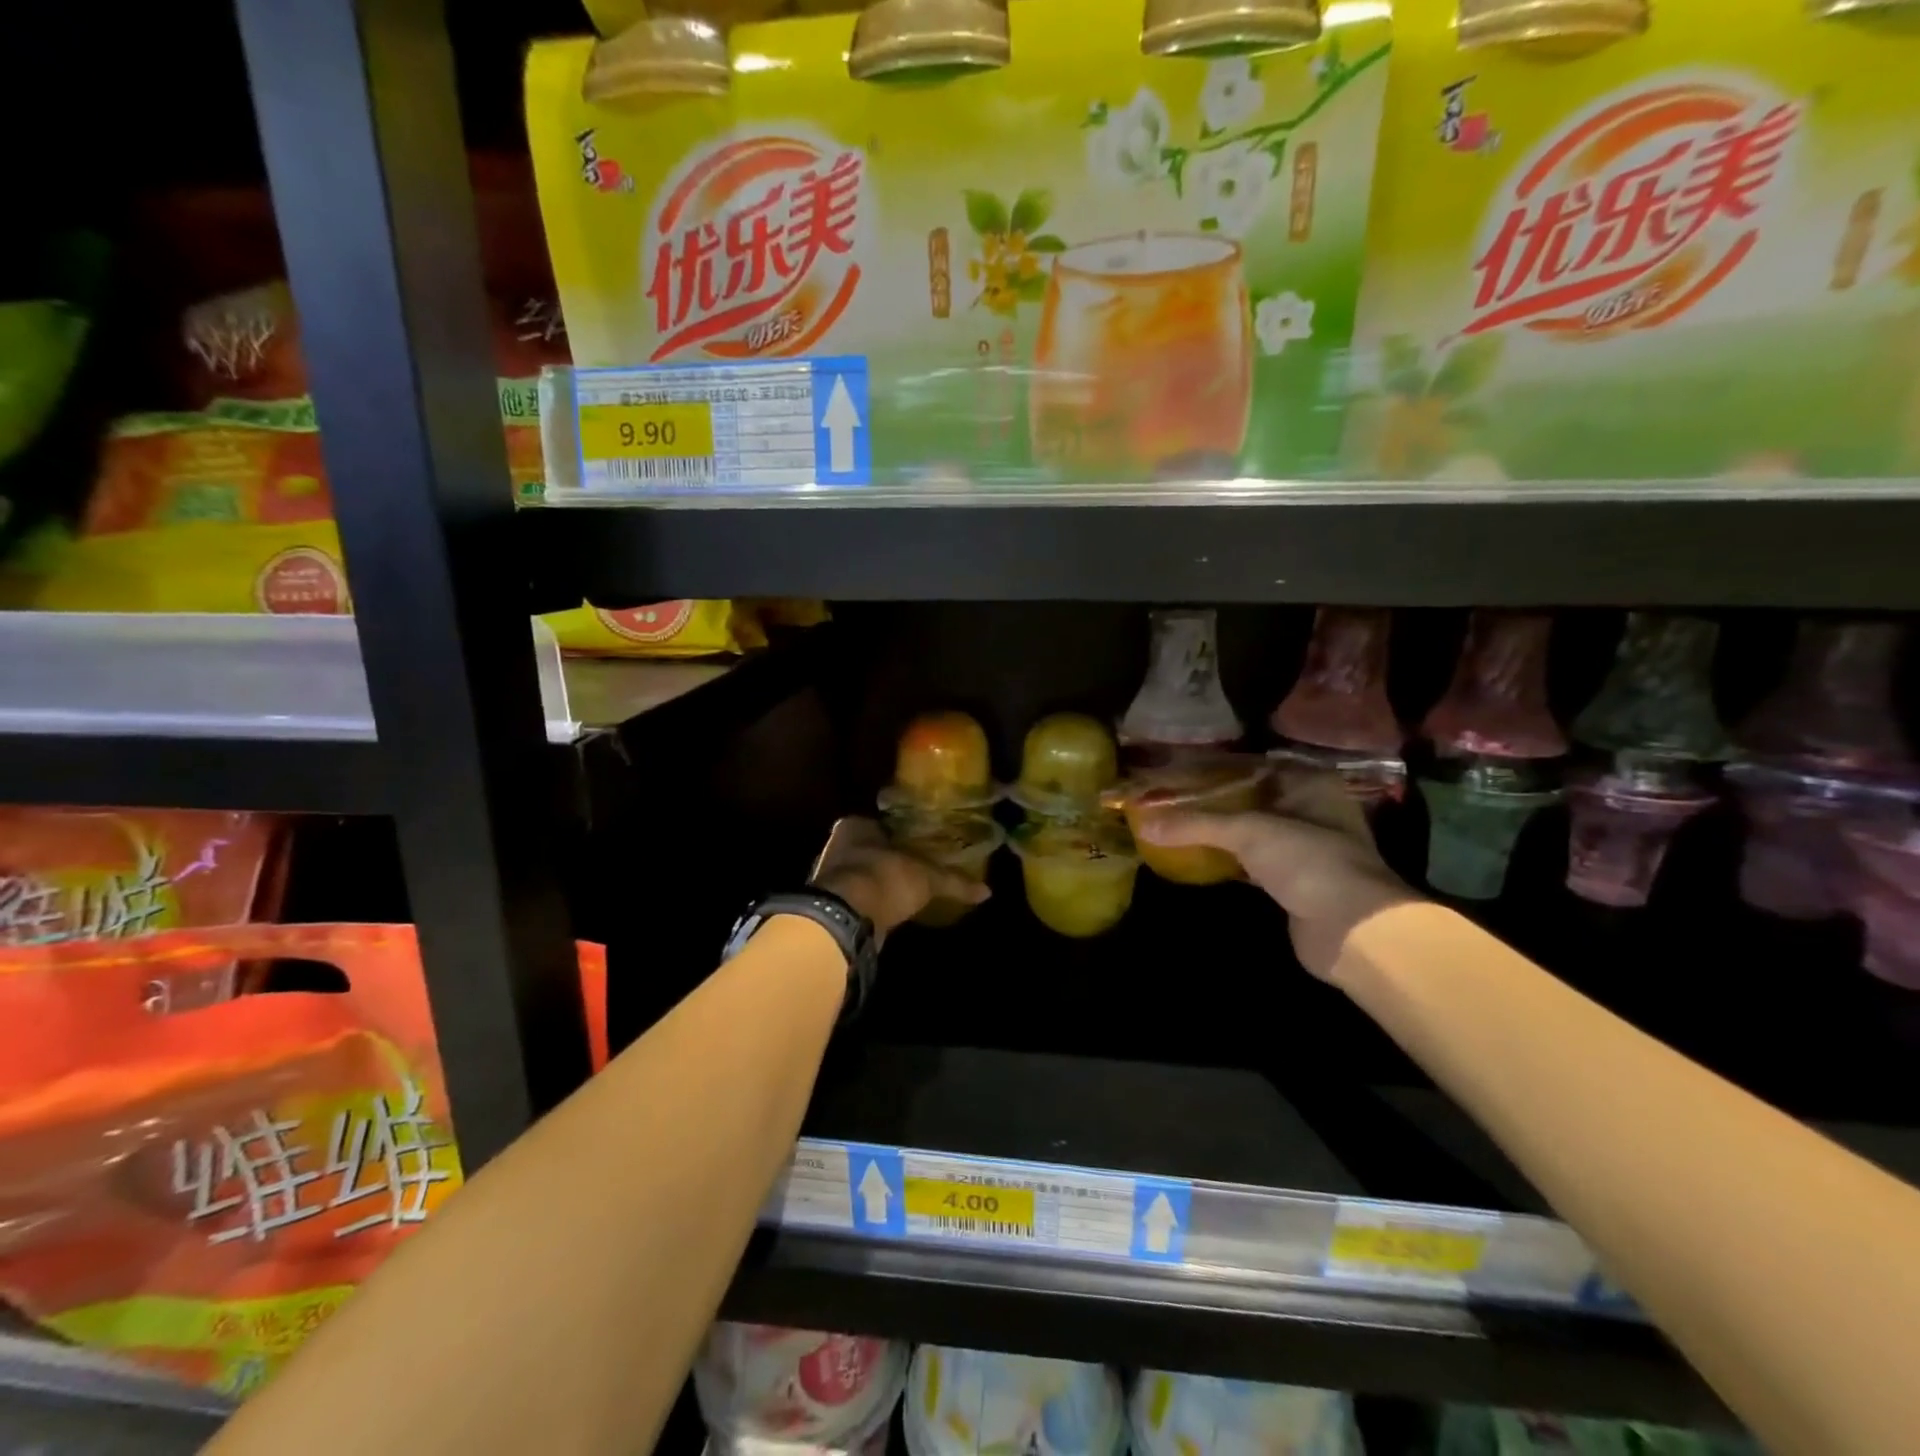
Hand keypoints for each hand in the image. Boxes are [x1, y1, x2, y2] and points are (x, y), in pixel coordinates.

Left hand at [809, 817, 989, 940]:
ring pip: (861, 877)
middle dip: (888, 860)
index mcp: (855, 826)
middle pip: (869, 851)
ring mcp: (829, 879)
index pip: (880, 825)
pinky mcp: (830, 908)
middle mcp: (837, 847)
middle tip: (915, 869)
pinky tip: (890, 913)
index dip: (899, 836)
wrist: (846, 919)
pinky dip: (872, 907)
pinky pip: (858, 902)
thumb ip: (954, 881)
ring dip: (879, 886)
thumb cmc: (885, 878)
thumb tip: (986, 891)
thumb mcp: (927, 877)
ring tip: (906, 893)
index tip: (918, 846)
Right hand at [1135, 770, 1416, 982]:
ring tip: (1174, 825)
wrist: (1352, 929)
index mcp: (1309, 784)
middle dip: (1212, 801)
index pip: (1253, 766)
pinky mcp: (1292, 882)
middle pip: (1249, 799)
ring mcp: (1303, 848)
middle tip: (1169, 799)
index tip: (1177, 770)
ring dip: (1217, 832)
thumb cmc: (1308, 861)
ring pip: (1249, 831)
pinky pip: (1250, 862)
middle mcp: (1309, 810)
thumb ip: (1195, 824)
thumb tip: (1142, 823)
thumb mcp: (1248, 831)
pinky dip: (1225, 859)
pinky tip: (1194, 858)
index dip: (1215, 768)